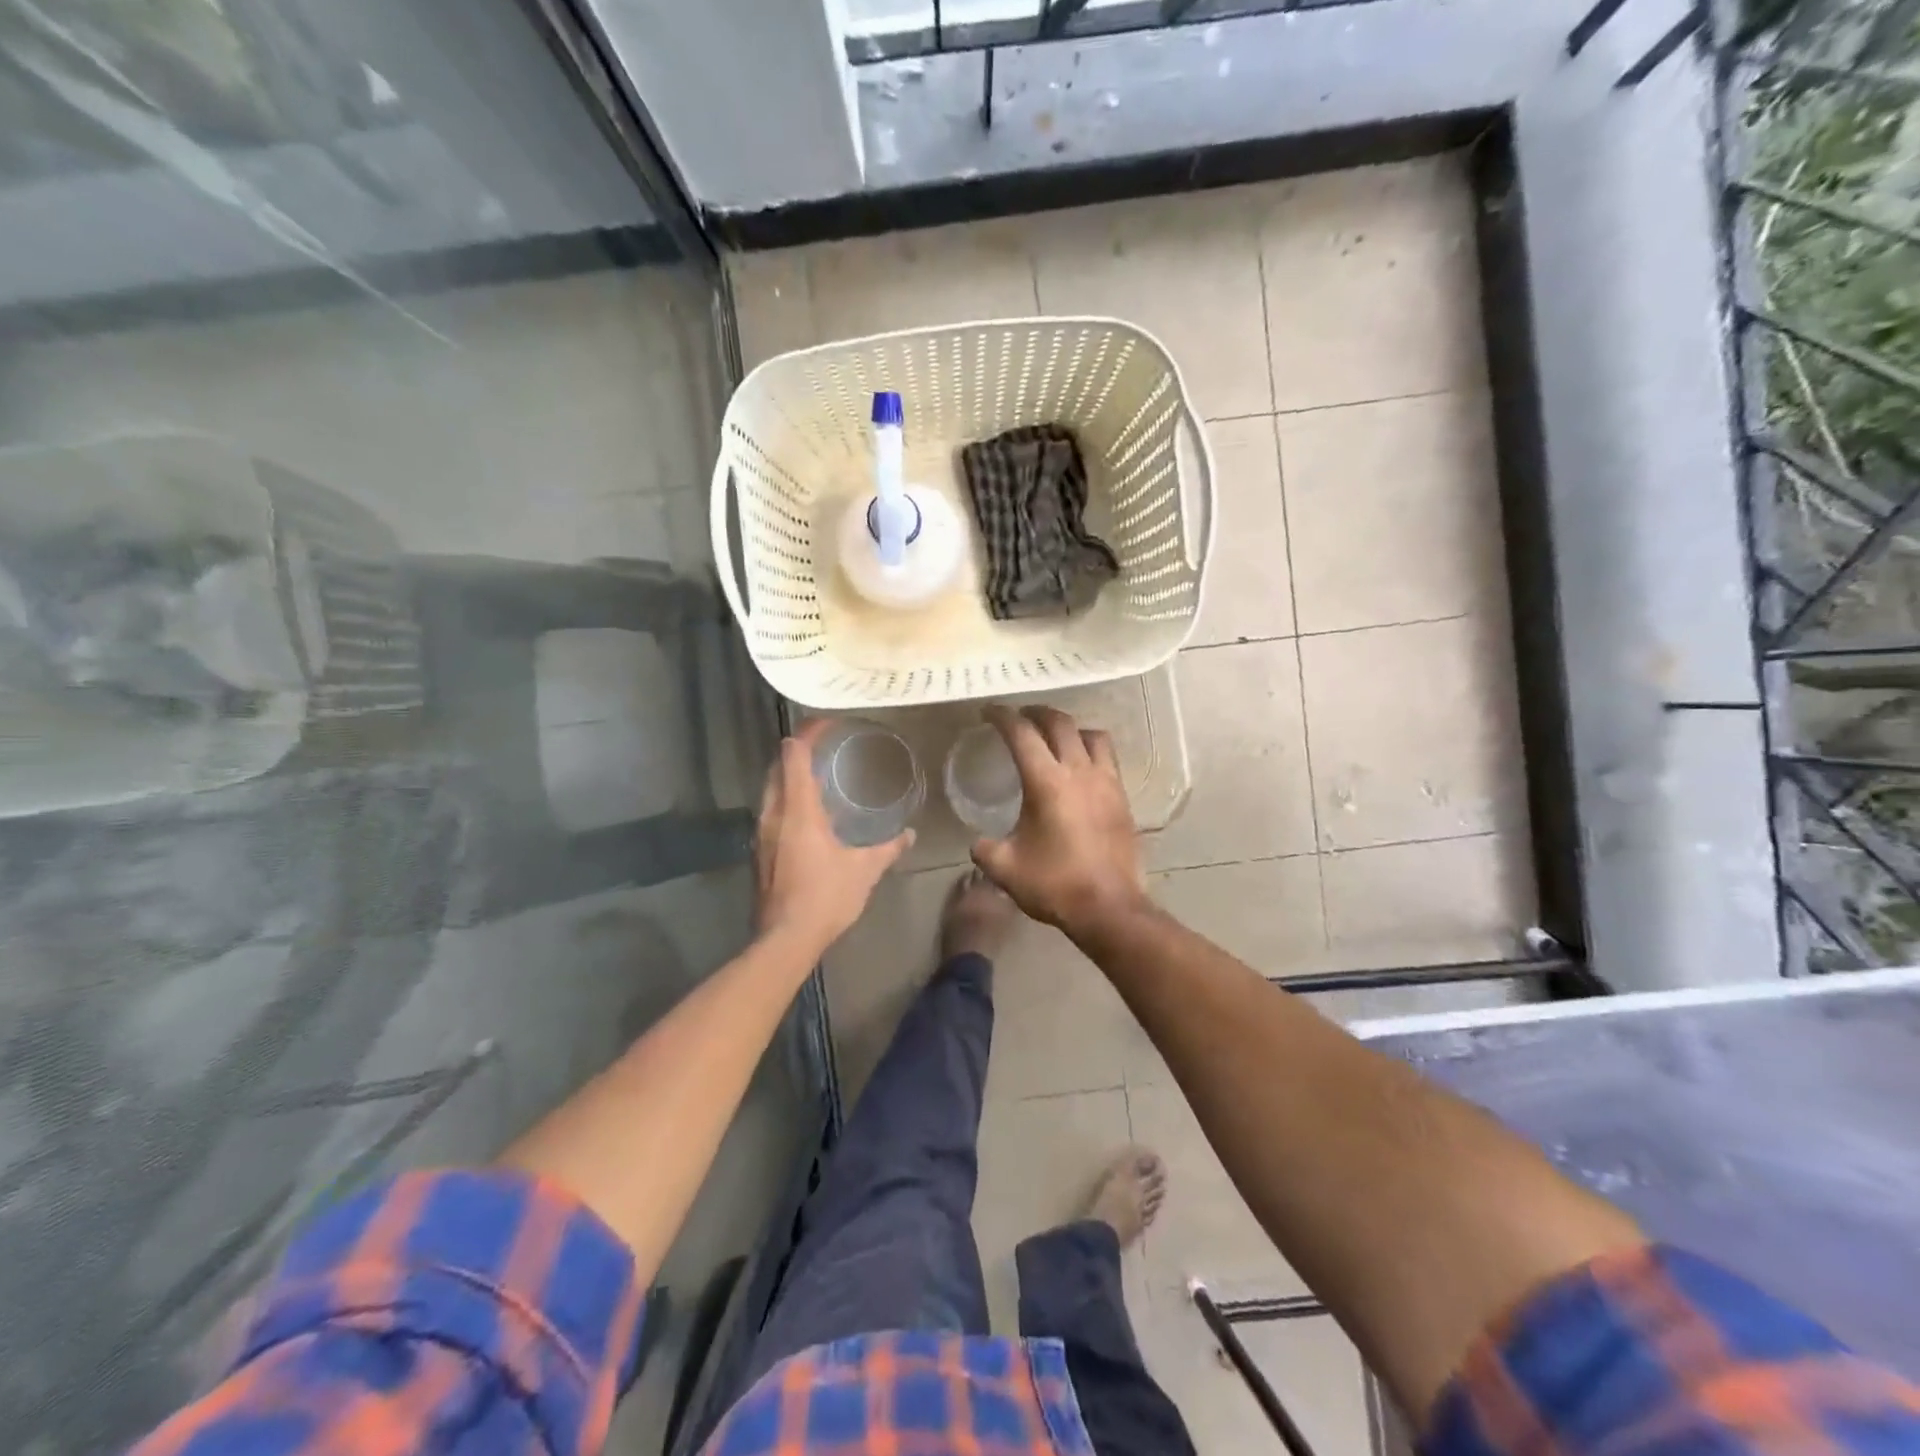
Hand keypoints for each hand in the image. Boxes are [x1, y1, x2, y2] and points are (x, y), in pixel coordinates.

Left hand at [756, 719, 913, 953]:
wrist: (785, 939)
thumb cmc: (825, 896)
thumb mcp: (864, 870)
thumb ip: (887, 848)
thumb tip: (909, 834)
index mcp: (797, 809)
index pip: (794, 755)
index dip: (808, 733)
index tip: (826, 722)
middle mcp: (773, 814)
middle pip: (778, 767)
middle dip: (797, 751)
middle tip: (825, 745)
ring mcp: (761, 833)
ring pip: (771, 790)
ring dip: (791, 776)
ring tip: (819, 775)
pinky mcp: (759, 852)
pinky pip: (772, 811)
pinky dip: (788, 799)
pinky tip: (809, 814)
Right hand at [970, 706, 1149, 938]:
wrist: (1109, 907)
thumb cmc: (1055, 884)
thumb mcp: (1005, 868)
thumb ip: (984, 848)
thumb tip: (978, 842)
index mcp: (1046, 782)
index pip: (1022, 733)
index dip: (1002, 716)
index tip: (989, 711)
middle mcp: (1079, 772)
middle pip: (1059, 723)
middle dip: (1036, 713)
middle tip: (1019, 716)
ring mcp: (1106, 782)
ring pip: (1092, 735)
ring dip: (1070, 728)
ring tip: (1055, 737)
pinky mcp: (1122, 797)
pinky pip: (1108, 758)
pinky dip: (1090, 750)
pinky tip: (1080, 768)